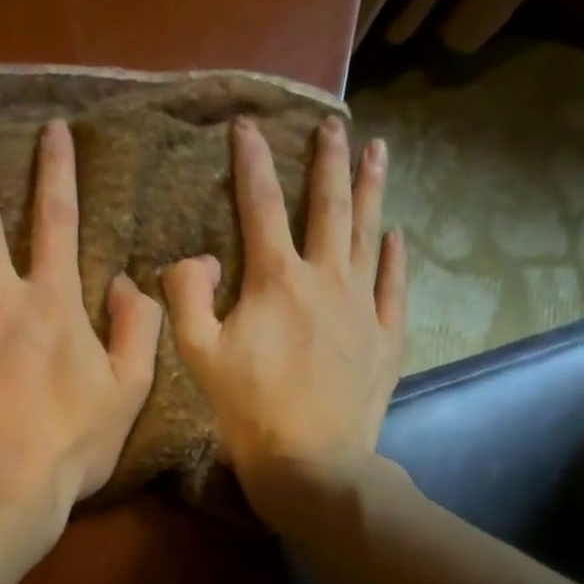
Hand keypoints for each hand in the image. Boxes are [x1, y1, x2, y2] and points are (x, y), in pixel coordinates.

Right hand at [162, 115, 406, 522]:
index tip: (247, 126)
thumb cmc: (246, 408)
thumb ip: (186, 295)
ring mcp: (362, 305)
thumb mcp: (197, 354)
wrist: (310, 458)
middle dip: (326, 161)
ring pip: (368, 232)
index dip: (251, 163)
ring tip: (376, 150)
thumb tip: (193, 257)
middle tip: (332, 124)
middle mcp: (325, 279)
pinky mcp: (386, 335)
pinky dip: (394, 256)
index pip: (260, 206)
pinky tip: (397, 234)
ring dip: (370, 188)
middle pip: (327, 207)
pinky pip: (394, 284)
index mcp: (275, 280)